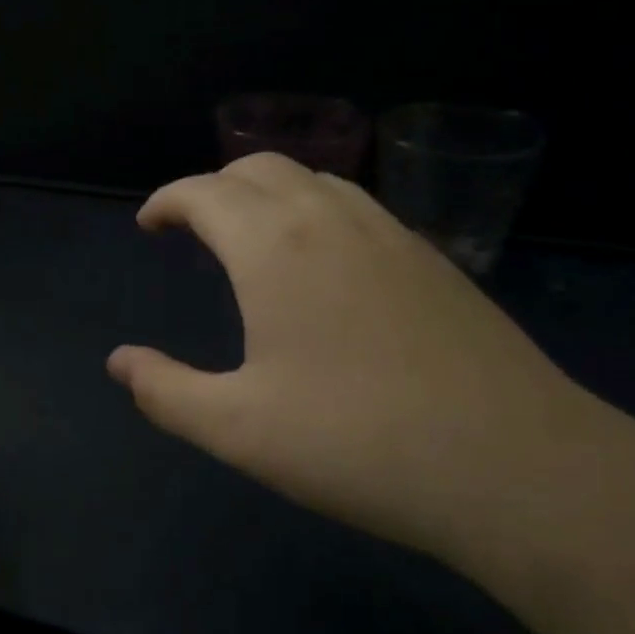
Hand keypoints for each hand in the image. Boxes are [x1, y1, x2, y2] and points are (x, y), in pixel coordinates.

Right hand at [107, 154, 614, 559]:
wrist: (514, 466)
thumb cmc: (357, 444)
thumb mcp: (238, 430)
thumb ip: (166, 391)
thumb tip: (119, 363)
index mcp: (273, 247)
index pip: (203, 192)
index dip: (166, 200)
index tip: (148, 225)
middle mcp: (329, 219)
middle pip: (257, 168)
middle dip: (213, 187)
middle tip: (193, 229)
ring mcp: (390, 232)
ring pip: (313, 178)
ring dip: (268, 192)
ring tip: (252, 238)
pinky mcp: (432, 258)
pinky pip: (356, 205)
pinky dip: (316, 210)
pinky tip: (323, 264)